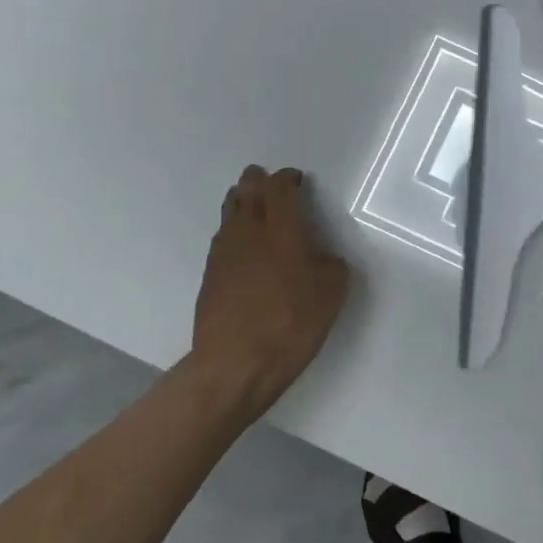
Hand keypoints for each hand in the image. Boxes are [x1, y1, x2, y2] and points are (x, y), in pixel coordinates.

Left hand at [190, 166, 351, 420]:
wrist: (235, 363)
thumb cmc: (290, 324)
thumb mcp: (331, 294)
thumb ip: (331, 266)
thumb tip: (322, 257)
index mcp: (282, 230)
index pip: (279, 188)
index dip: (287, 179)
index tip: (297, 180)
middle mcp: (248, 232)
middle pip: (247, 191)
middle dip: (258, 180)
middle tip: (267, 180)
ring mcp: (224, 252)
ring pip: (230, 211)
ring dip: (242, 200)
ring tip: (251, 203)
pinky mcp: (210, 274)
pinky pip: (223, 237)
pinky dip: (234, 229)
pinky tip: (242, 243)